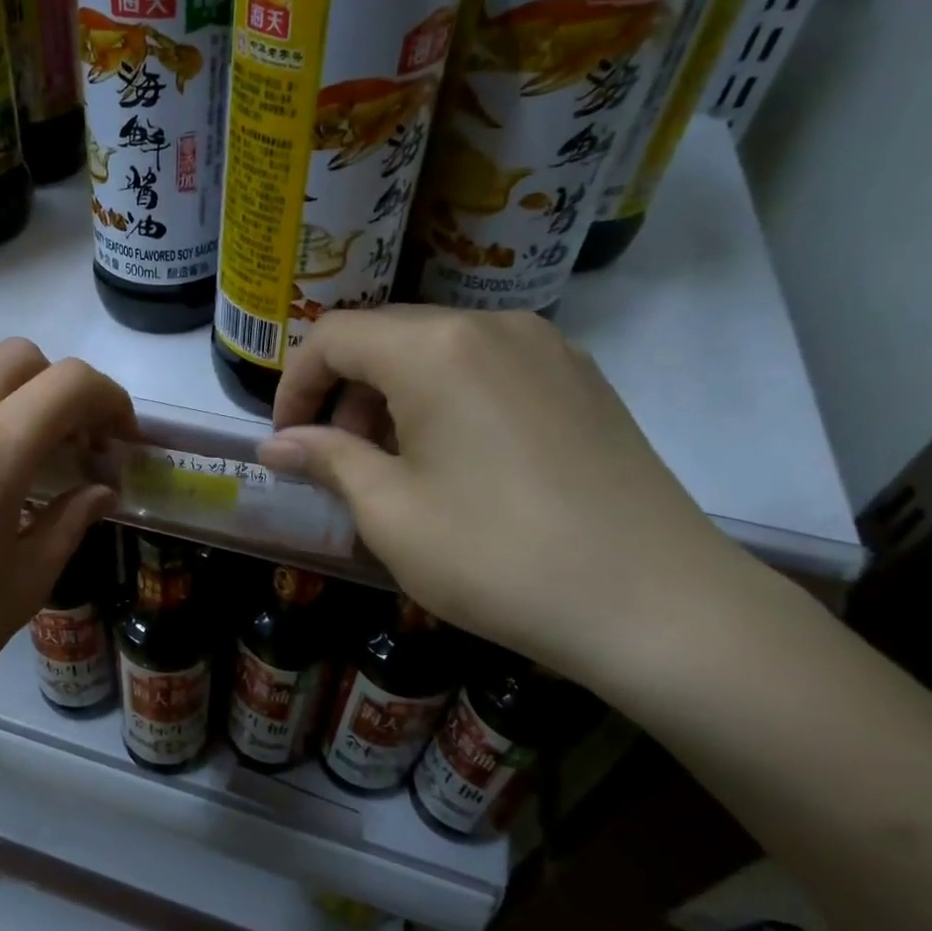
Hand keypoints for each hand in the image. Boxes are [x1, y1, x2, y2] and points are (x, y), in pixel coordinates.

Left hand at [0, 339, 133, 763]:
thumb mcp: (22, 586)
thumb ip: (70, 523)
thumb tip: (101, 490)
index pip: (71, 383)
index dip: (111, 400)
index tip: (120, 441)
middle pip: (25, 355)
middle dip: (65, 389)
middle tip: (75, 443)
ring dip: (15, 382)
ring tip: (22, 438)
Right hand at [258, 307, 753, 692]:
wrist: (656, 605)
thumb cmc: (496, 555)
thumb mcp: (389, 512)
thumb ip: (327, 460)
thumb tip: (275, 445)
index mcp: (435, 349)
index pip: (333, 336)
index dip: (294, 385)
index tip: (285, 440)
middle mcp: (492, 326)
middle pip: (387, 335)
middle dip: (344, 391)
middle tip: (335, 457)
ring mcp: (548, 349)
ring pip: (439, 350)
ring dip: (394, 395)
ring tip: (393, 464)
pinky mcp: (582, 381)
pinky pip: (488, 369)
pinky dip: (446, 399)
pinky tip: (454, 461)